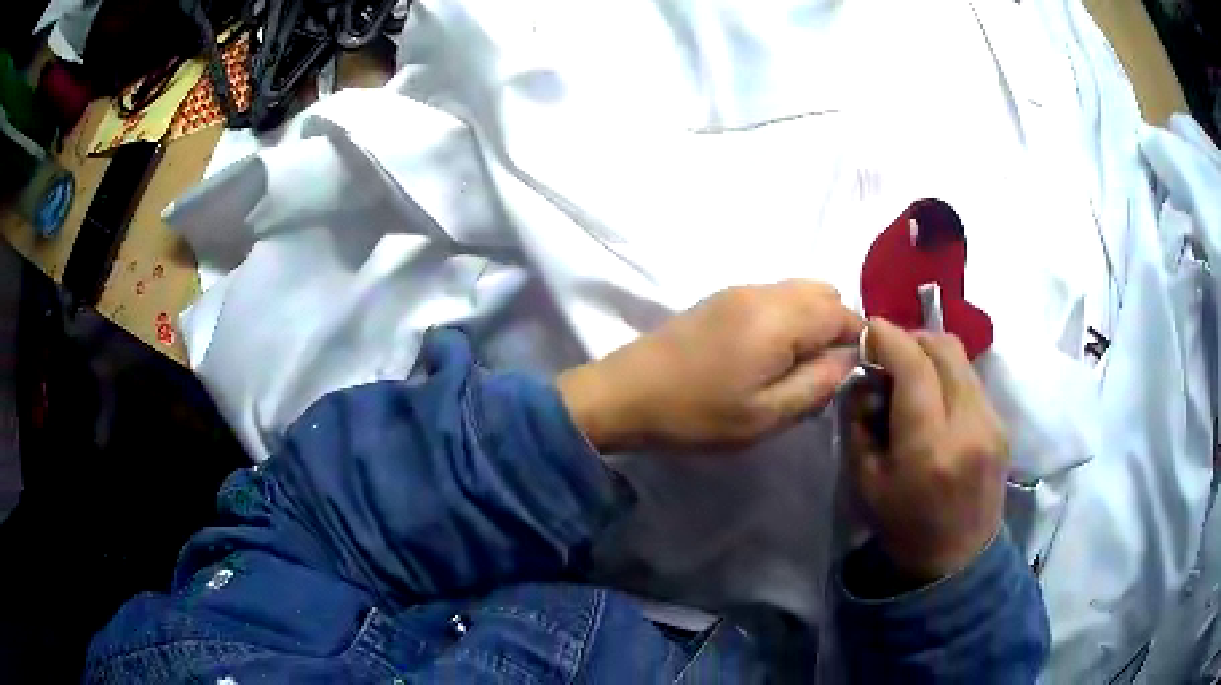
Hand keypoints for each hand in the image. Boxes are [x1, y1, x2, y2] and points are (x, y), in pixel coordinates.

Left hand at [557, 281, 863, 451]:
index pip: (843, 311)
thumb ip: (818, 383)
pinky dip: (787, 318)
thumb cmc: (697, 414)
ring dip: (811, 322)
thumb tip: (850, 358)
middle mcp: (763, 291)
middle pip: (823, 293)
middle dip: (836, 328)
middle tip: (820, 372)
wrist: (625, 394)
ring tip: (794, 367)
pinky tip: (768, 355)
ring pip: (798, 292)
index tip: (849, 374)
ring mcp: (739, 290)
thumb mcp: (766, 414)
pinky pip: (774, 297)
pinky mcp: (721, 298)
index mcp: (779, 316)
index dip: (857, 340)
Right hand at [848, 318, 1008, 581]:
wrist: (957, 560)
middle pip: (945, 349)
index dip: (889, 337)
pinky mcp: (1002, 425)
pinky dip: (948, 374)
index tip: (869, 328)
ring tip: (910, 374)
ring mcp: (992, 423)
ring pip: (962, 359)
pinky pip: (971, 379)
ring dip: (931, 353)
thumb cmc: (904, 528)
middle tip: (888, 352)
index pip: (915, 367)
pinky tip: (934, 398)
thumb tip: (866, 378)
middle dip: (912, 338)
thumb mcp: (865, 483)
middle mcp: (969, 426)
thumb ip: (860, 423)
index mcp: (930, 448)